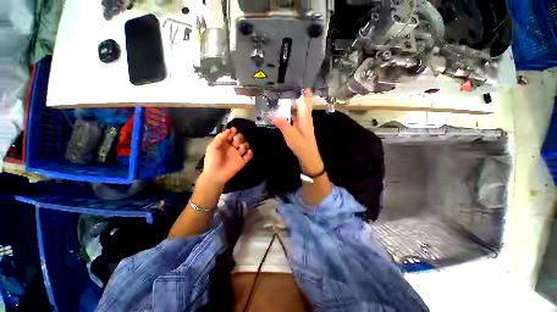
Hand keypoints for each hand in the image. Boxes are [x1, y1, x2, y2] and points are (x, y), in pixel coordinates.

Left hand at [202, 127, 252, 186]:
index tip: (234, 131)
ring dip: (244, 145)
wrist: (216, 174)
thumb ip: (221, 137)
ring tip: (240, 148)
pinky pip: (250, 155)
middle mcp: (232, 147)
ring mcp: (238, 154)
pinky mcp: (243, 161)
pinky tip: (247, 153)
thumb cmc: (212, 160)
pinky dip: (250, 153)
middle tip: (235, 141)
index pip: (232, 134)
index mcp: (225, 143)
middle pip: (240, 138)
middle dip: (239, 137)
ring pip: (245, 145)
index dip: (233, 131)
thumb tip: (229, 129)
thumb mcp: (213, 146)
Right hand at [273, 88, 323, 175]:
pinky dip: (293, 115)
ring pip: (301, 113)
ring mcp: (304, 126)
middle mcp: (306, 120)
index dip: (304, 94)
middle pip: (305, 107)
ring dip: (297, 106)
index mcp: (305, 118)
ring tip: (289, 101)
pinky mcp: (301, 131)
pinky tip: (287, 116)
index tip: (302, 86)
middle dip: (302, 98)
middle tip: (296, 91)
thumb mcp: (291, 135)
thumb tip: (274, 115)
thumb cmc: (301, 146)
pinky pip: (297, 119)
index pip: (304, 103)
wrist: (308, 158)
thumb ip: (283, 124)